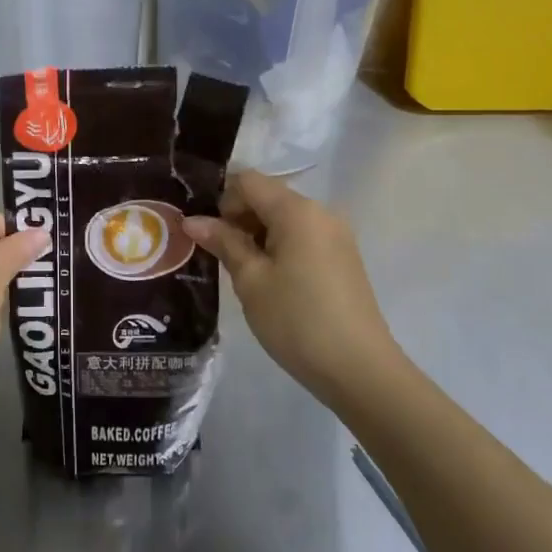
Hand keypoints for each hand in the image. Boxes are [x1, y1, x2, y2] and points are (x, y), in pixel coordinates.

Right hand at [185, 172, 407, 412]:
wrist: (359, 369)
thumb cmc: (296, 320)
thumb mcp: (251, 281)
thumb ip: (223, 242)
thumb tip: (192, 220)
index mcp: (297, 210)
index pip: (248, 181)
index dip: (223, 202)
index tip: (212, 237)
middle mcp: (321, 212)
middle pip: (268, 197)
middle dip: (239, 219)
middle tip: (221, 258)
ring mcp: (336, 235)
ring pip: (284, 219)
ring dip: (258, 236)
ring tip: (245, 274)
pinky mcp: (343, 257)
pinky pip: (302, 237)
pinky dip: (280, 248)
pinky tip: (273, 283)